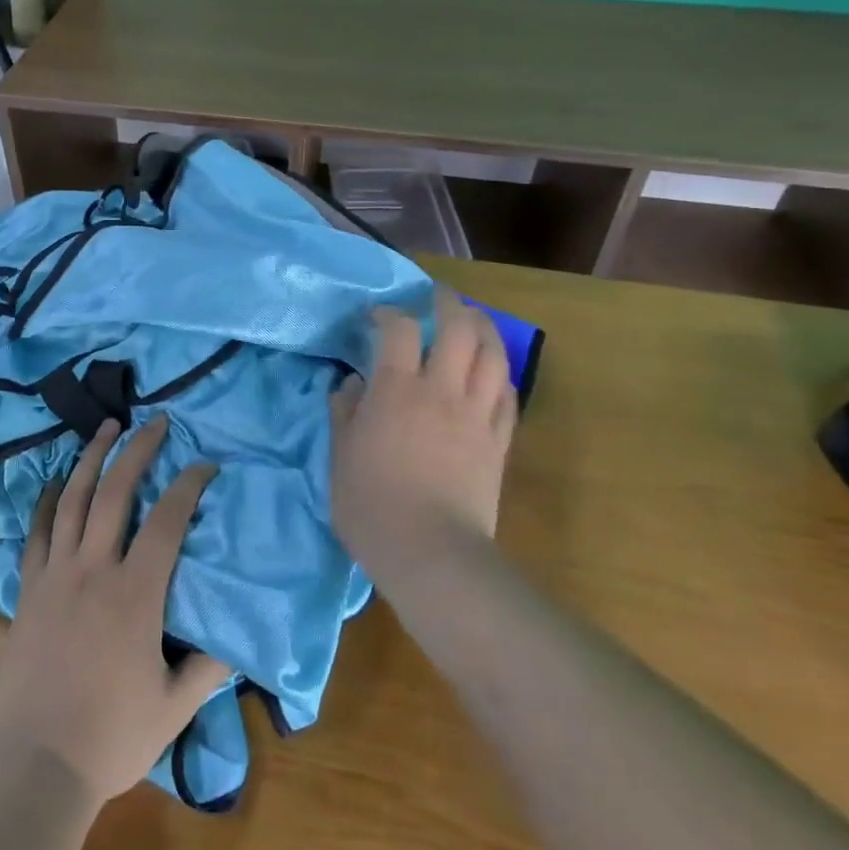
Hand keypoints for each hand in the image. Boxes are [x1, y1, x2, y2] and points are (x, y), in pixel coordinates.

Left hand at [0, 416, 232, 806]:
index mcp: (136, 594)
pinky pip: (38, 532)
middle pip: (117, 493)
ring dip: (92, 458)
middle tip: (156, 421)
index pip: (168, 521)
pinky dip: (48, 500)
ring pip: (74, 500)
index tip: (206, 465)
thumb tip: (234, 634)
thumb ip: (208, 666)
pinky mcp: (29, 589)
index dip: (189, 485)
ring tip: (106, 427)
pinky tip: (57, 480)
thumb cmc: (111, 737)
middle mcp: (94, 570)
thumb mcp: (174, 708)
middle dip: (139, 450)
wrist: (35, 767)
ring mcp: (56, 576)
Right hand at [331, 287, 518, 572]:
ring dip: (484, 329)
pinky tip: (493, 373)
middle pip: (457, 327)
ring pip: (492, 355)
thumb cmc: (372, 505)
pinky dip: (500, 374)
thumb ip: (345, 413)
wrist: (431, 552)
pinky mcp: (499, 441)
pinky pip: (508, 395)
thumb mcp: (340, 456)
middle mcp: (441, 389)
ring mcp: (476, 414)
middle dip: (449, 303)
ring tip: (473, 321)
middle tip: (438, 296)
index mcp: (397, 389)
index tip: (377, 316)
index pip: (398, 329)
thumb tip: (351, 384)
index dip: (388, 313)